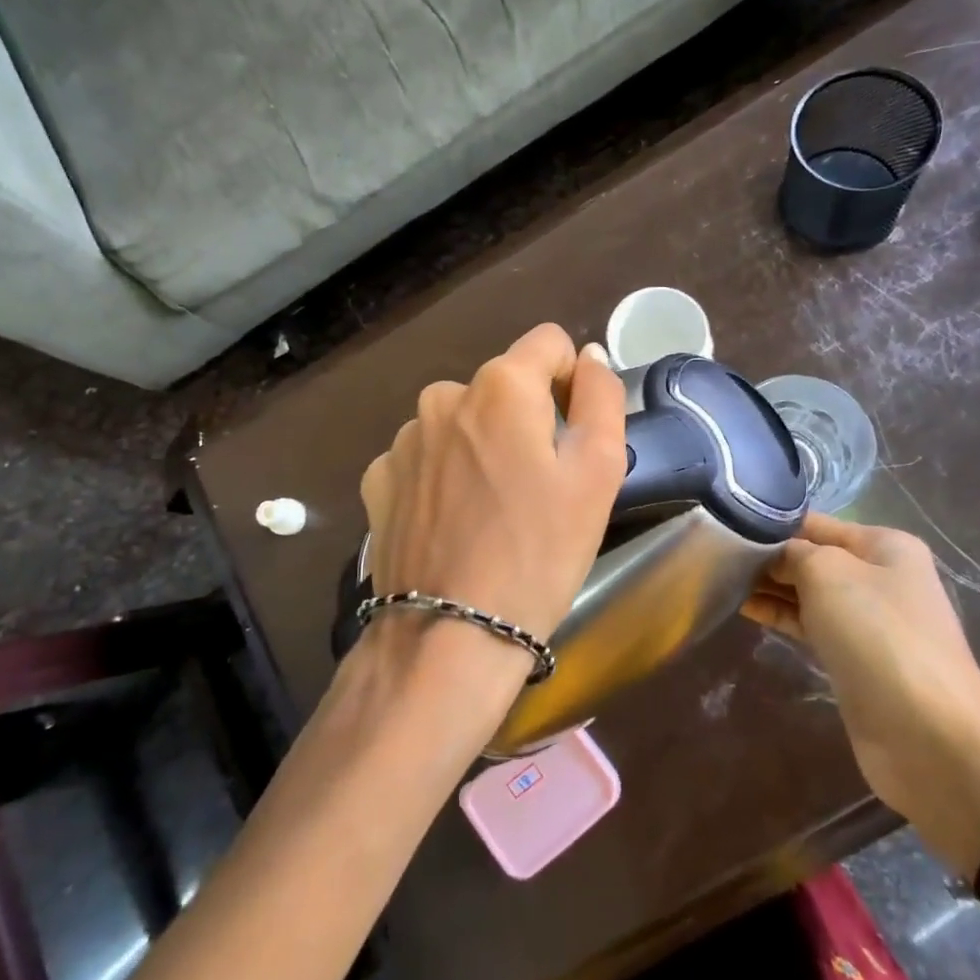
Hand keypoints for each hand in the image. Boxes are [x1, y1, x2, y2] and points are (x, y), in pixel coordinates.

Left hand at [359, 324, 626, 645]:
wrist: (449, 636)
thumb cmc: (538, 552)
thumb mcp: (598, 472)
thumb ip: (601, 396)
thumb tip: (588, 355)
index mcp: (500, 386)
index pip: (548, 343)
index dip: (570, 382)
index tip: (572, 437)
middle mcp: (443, 396)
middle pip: (503, 387)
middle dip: (524, 421)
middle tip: (537, 488)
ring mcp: (403, 439)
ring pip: (461, 422)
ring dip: (480, 448)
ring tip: (492, 512)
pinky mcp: (378, 479)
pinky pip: (425, 458)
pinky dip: (442, 478)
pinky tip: (451, 525)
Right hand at [742, 514, 979, 826]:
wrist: (928, 732)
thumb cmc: (878, 634)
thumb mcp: (828, 572)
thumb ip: (793, 552)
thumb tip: (771, 554)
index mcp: (884, 546)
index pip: (814, 523)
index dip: (770, 523)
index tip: (723, 527)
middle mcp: (879, 576)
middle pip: (810, 556)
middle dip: (766, 556)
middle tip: (714, 556)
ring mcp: (868, 620)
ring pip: (807, 592)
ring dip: (768, 586)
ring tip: (719, 579)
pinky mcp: (853, 657)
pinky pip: (809, 625)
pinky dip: (779, 615)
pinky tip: (744, 608)